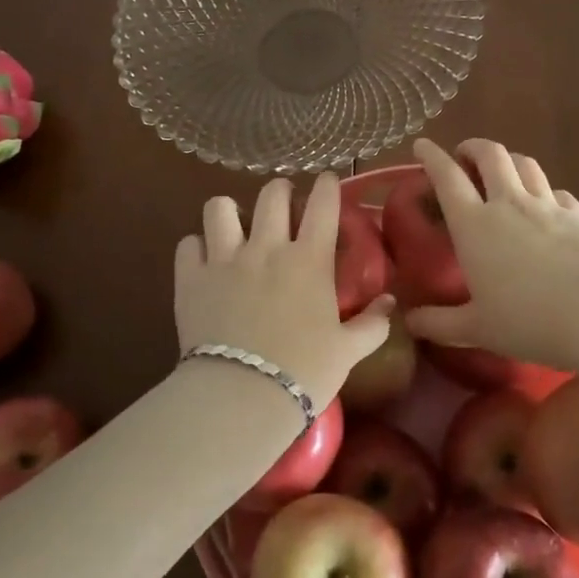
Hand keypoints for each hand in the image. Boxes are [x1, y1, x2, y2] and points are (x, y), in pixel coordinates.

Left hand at [176, 172, 392, 403]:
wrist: (242, 396)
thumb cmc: (304, 372)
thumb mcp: (348, 350)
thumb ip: (372, 323)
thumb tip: (390, 302)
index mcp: (310, 259)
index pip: (323, 204)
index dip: (327, 185)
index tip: (328, 181)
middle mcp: (267, 247)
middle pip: (272, 194)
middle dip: (281, 191)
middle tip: (284, 204)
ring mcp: (225, 259)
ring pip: (220, 207)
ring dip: (230, 211)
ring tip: (235, 225)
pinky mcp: (191, 278)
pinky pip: (188, 244)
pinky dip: (197, 247)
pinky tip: (204, 260)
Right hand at [403, 138, 578, 368]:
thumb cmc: (528, 320)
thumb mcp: (476, 329)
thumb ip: (439, 324)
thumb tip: (409, 322)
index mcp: (474, 225)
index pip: (446, 177)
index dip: (431, 156)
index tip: (421, 145)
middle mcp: (509, 204)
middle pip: (490, 155)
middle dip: (473, 147)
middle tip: (464, 155)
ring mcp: (547, 205)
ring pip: (525, 163)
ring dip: (508, 160)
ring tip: (502, 170)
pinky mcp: (578, 215)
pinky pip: (557, 191)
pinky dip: (544, 190)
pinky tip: (546, 204)